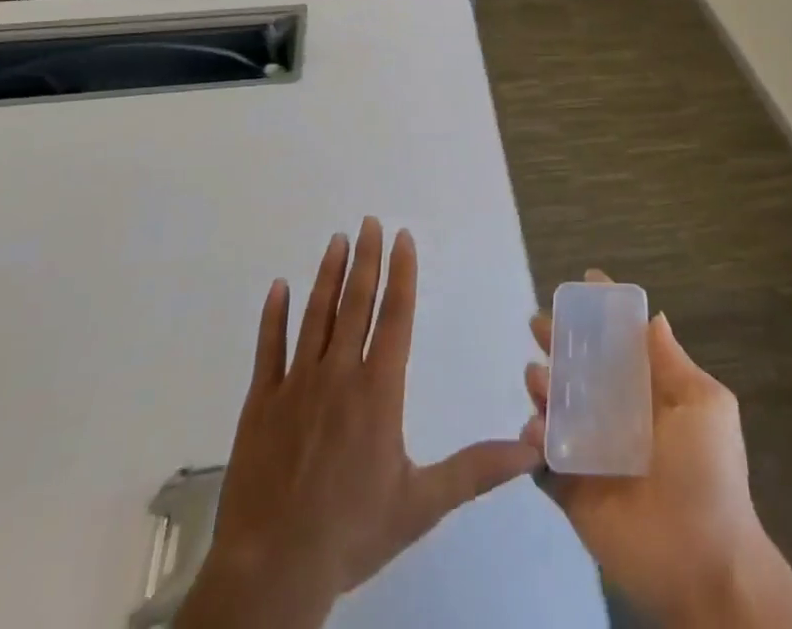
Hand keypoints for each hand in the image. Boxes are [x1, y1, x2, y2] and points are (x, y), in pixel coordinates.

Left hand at [179, 219, 542, 628]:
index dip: (401, 273)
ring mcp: (295, 384)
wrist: (273, 571)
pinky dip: (273, 316)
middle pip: (355, 303)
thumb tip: (532, 450)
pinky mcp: (260, 403)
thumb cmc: (352, 532)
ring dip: (327, 275)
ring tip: (336, 239)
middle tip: (369, 221)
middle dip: (365, 259)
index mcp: (377, 390)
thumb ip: (475, 470)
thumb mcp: (422, 504)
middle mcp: (338, 374)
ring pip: (315, 315)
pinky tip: (277, 287)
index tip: (402, 237)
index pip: (394, 316)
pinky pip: (268, 349)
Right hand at [523, 272, 791, 628]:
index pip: (620, 345)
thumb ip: (672, 362)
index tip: (582, 282)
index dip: (601, 314)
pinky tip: (533, 429)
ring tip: (537, 377)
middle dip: (558, 343)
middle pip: (581, 370)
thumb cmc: (709, 474)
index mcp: (649, 393)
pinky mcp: (572, 491)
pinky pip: (544, 460)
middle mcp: (618, 416)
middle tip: (537, 325)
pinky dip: (532, 442)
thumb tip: (654, 316)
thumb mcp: (704, 405)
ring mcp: (593, 453)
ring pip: (557, 409)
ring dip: (542, 387)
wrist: (705, 564)